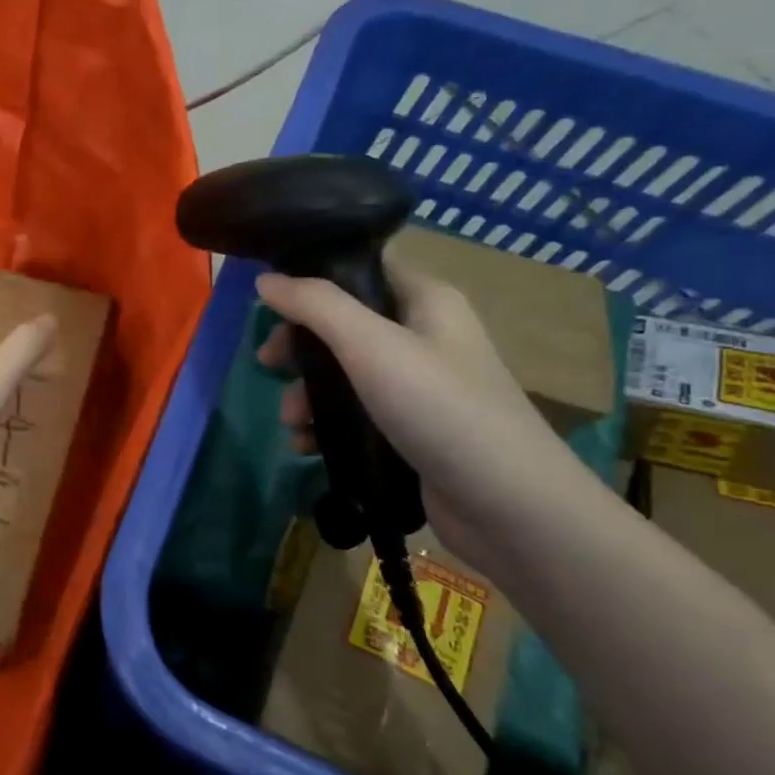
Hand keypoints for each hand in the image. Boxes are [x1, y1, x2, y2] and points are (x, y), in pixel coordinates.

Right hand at [254, 258, 591, 578]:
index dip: (313, 276)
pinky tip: (306, 445)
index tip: (268, 299)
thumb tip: (266, 281)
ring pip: (342, 373)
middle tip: (267, 364)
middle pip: (342, 324)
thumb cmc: (442, 409)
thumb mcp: (372, 346)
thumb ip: (316, 306)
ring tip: (291, 423)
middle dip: (300, 346)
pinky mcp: (409, 429)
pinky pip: (354, 414)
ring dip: (307, 394)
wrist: (509, 506)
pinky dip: (325, 425)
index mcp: (425, 301)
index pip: (361, 268)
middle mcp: (423, 336)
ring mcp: (417, 386)